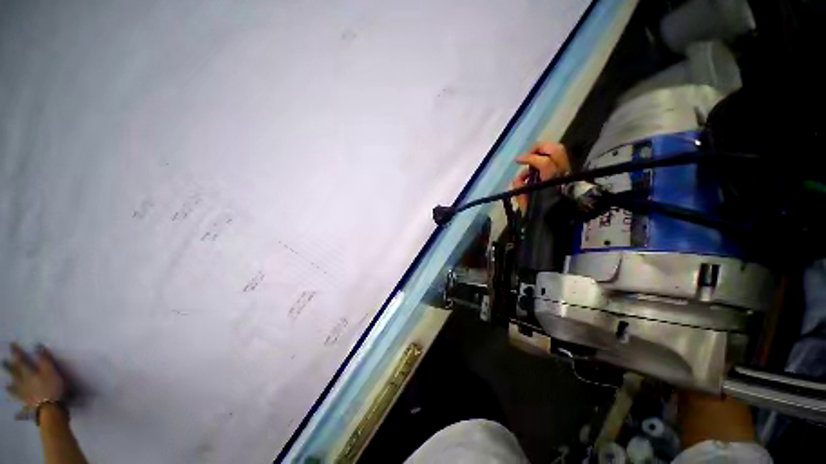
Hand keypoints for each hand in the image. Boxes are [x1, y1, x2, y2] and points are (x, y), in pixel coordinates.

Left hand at [3, 344, 65, 418]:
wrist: (51, 410)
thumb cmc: (52, 388)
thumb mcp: (52, 372)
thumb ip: (45, 360)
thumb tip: (37, 346)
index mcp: (29, 374)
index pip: (21, 360)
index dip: (17, 353)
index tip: (12, 345)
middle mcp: (23, 382)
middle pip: (15, 374)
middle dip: (9, 368)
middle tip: (3, 362)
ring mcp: (24, 394)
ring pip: (15, 388)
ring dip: (10, 385)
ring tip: (6, 385)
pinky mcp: (27, 403)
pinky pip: (19, 401)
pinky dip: (16, 402)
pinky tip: (15, 408)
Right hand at [511, 142, 569, 211]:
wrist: (559, 224)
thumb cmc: (541, 215)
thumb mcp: (526, 204)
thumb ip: (520, 188)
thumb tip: (519, 178)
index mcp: (552, 182)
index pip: (543, 162)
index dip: (529, 158)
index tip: (517, 160)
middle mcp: (562, 174)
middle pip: (555, 149)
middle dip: (539, 148)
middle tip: (527, 154)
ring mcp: (567, 172)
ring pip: (558, 152)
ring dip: (542, 153)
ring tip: (530, 163)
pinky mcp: (568, 174)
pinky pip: (557, 159)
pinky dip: (546, 160)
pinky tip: (537, 171)